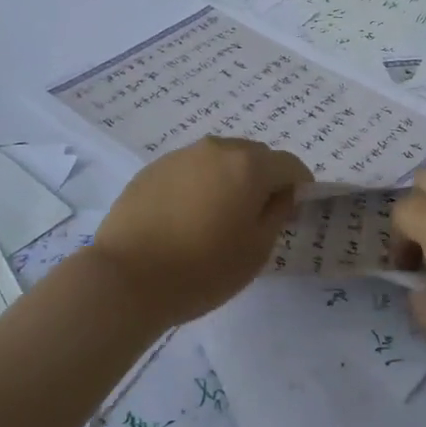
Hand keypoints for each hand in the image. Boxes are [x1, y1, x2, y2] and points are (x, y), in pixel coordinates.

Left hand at [93, 136, 312, 326]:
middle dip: (264, 179)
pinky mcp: (153, 168)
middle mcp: (217, 149)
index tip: (294, 210)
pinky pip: (191, 169)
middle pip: (255, 156)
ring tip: (218, 217)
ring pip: (220, 160)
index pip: (289, 164)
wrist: (126, 277)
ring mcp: (181, 155)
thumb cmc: (202, 269)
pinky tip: (186, 218)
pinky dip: (199, 184)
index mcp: (249, 165)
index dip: (299, 185)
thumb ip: (277, 213)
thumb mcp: (256, 250)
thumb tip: (281, 193)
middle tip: (256, 216)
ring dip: (230, 179)